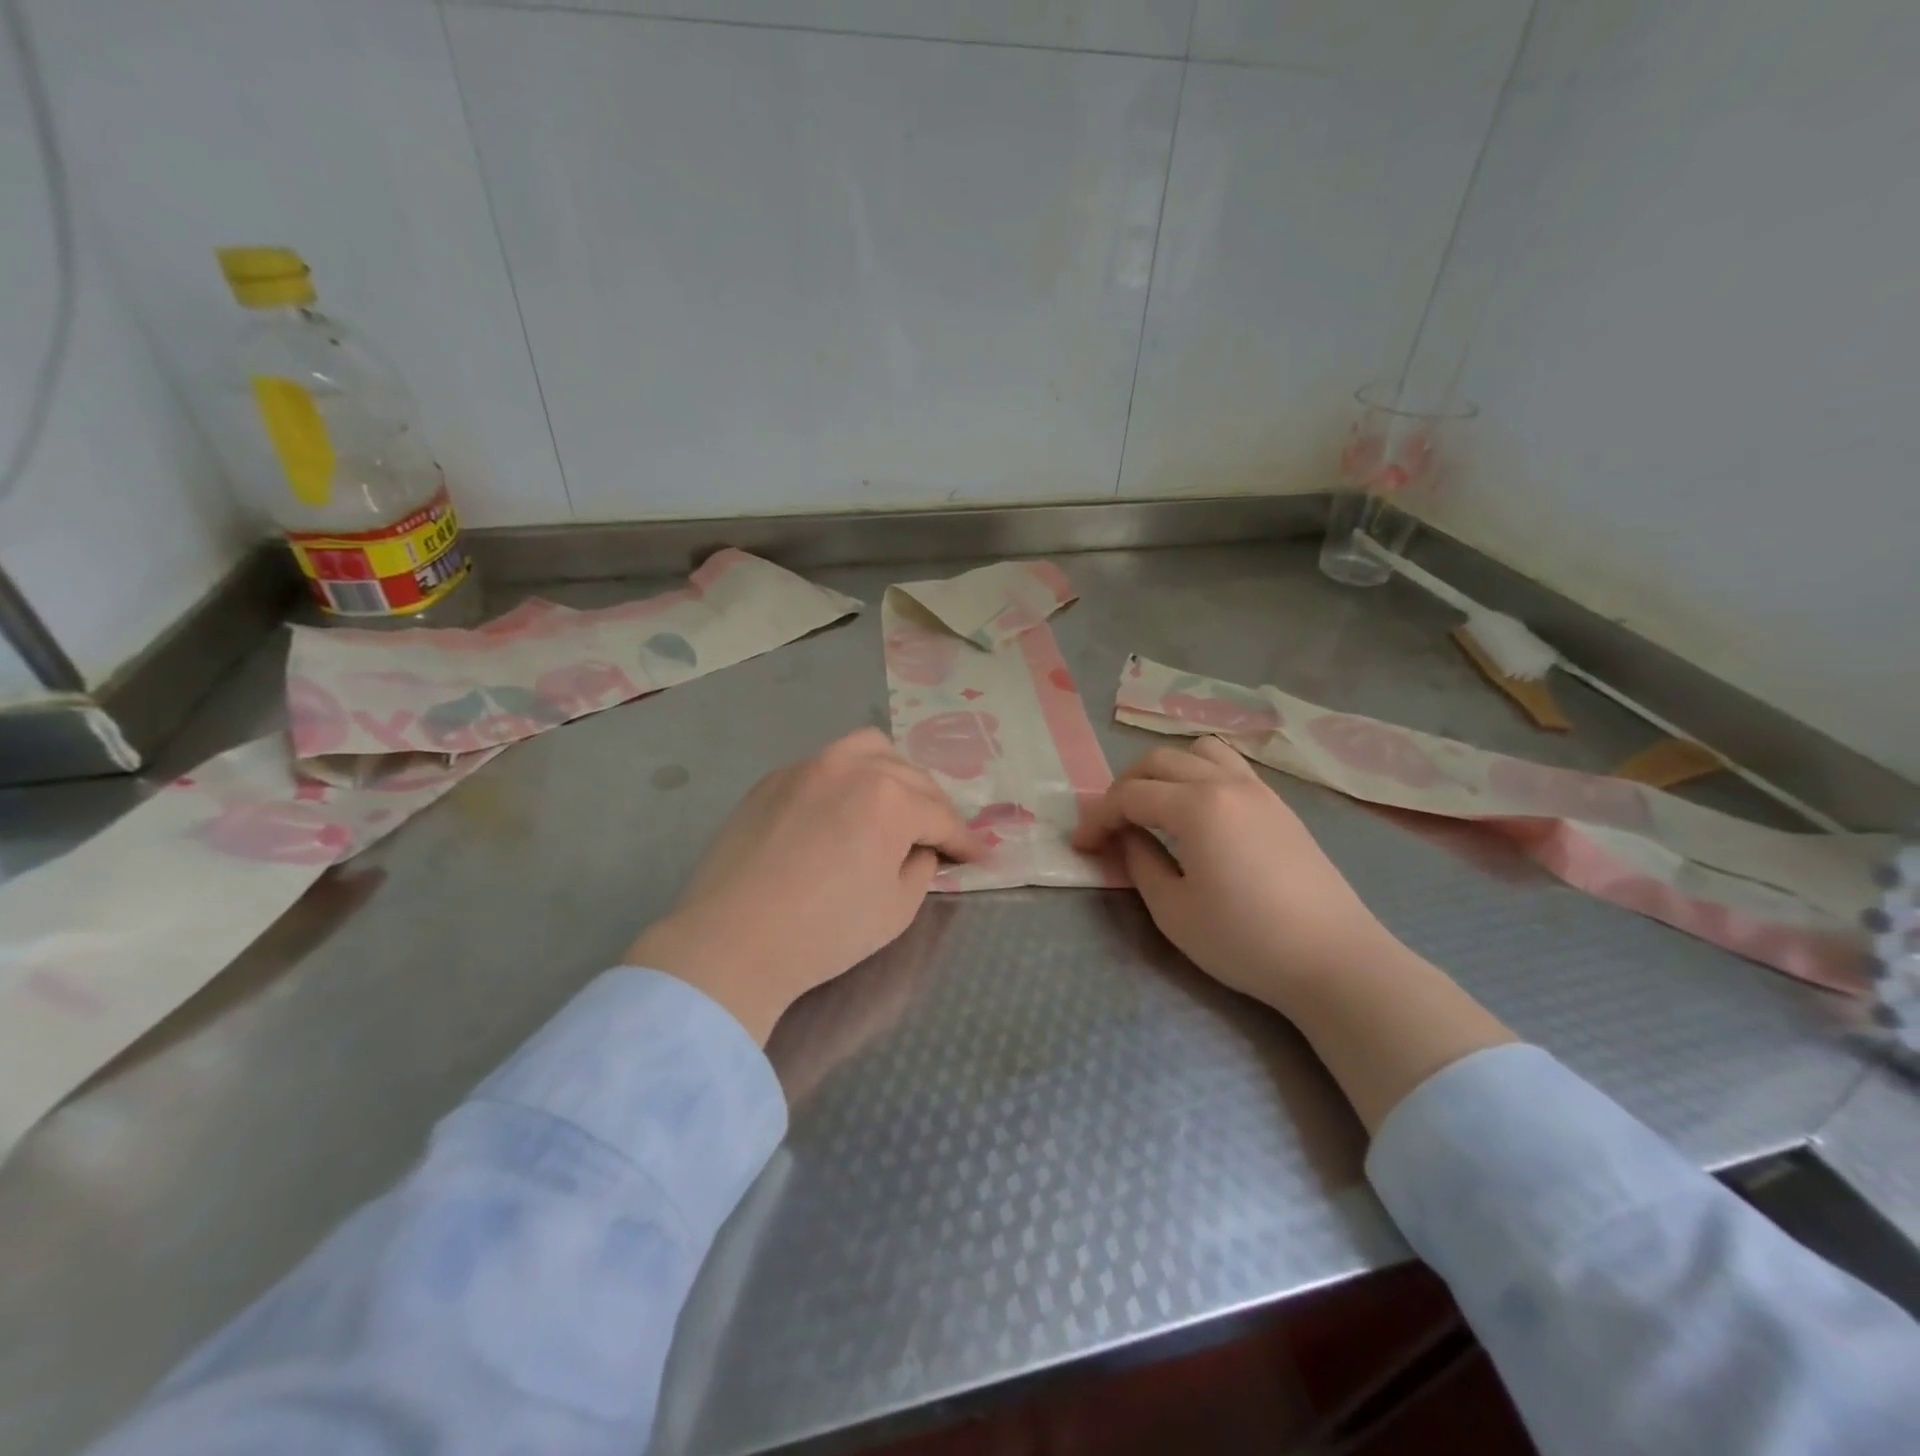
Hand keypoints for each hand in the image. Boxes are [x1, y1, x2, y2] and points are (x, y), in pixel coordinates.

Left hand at [627, 728, 982, 1043]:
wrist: (732, 942)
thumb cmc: (824, 932)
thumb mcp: (897, 909)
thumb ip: (922, 869)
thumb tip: (921, 849)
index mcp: (889, 798)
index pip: (941, 816)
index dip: (965, 840)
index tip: (980, 856)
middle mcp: (851, 767)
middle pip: (910, 777)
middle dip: (933, 807)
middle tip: (940, 838)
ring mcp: (807, 767)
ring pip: (867, 749)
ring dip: (893, 774)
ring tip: (895, 805)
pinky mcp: (773, 780)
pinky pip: (825, 765)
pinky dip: (848, 780)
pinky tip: (842, 810)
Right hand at [1072, 736, 1395, 1012]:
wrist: (1334, 960)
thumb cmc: (1245, 940)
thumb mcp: (1173, 911)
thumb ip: (1140, 863)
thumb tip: (1126, 838)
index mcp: (1196, 806)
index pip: (1129, 795)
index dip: (1098, 818)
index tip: (1081, 846)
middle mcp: (1225, 782)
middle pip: (1158, 761)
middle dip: (1123, 787)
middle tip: (1110, 826)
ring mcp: (1258, 789)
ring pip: (1198, 752)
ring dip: (1164, 771)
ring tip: (1154, 806)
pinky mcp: (1279, 805)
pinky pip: (1229, 765)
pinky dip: (1199, 773)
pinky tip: (1197, 810)